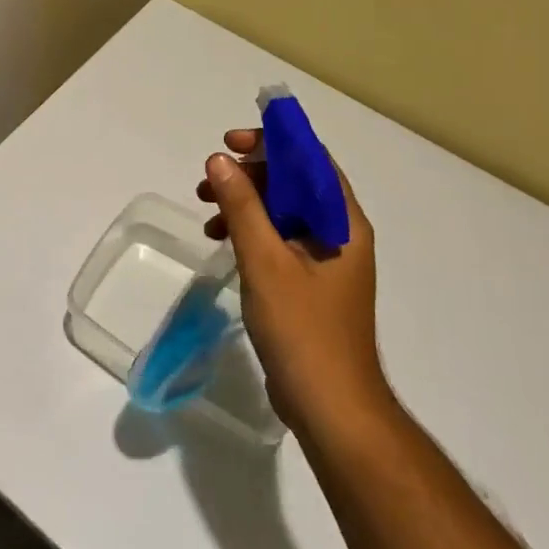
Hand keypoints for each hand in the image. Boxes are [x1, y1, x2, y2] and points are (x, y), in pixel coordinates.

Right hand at [197, 130, 389, 425]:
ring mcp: (324, 260)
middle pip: (294, 182)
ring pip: (282, 211)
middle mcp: (338, 233)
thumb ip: (242, 207)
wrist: (330, 405)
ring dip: (245, 203)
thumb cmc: (302, 329)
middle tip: (208, 179)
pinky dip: (250, 231)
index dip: (272, 142)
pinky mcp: (309, 282)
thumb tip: (220, 160)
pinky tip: (222, 241)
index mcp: (342, 222)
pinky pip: (278, 238)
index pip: (311, 159)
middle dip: (250, 174)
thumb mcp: (265, 261)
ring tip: (206, 211)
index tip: (230, 143)